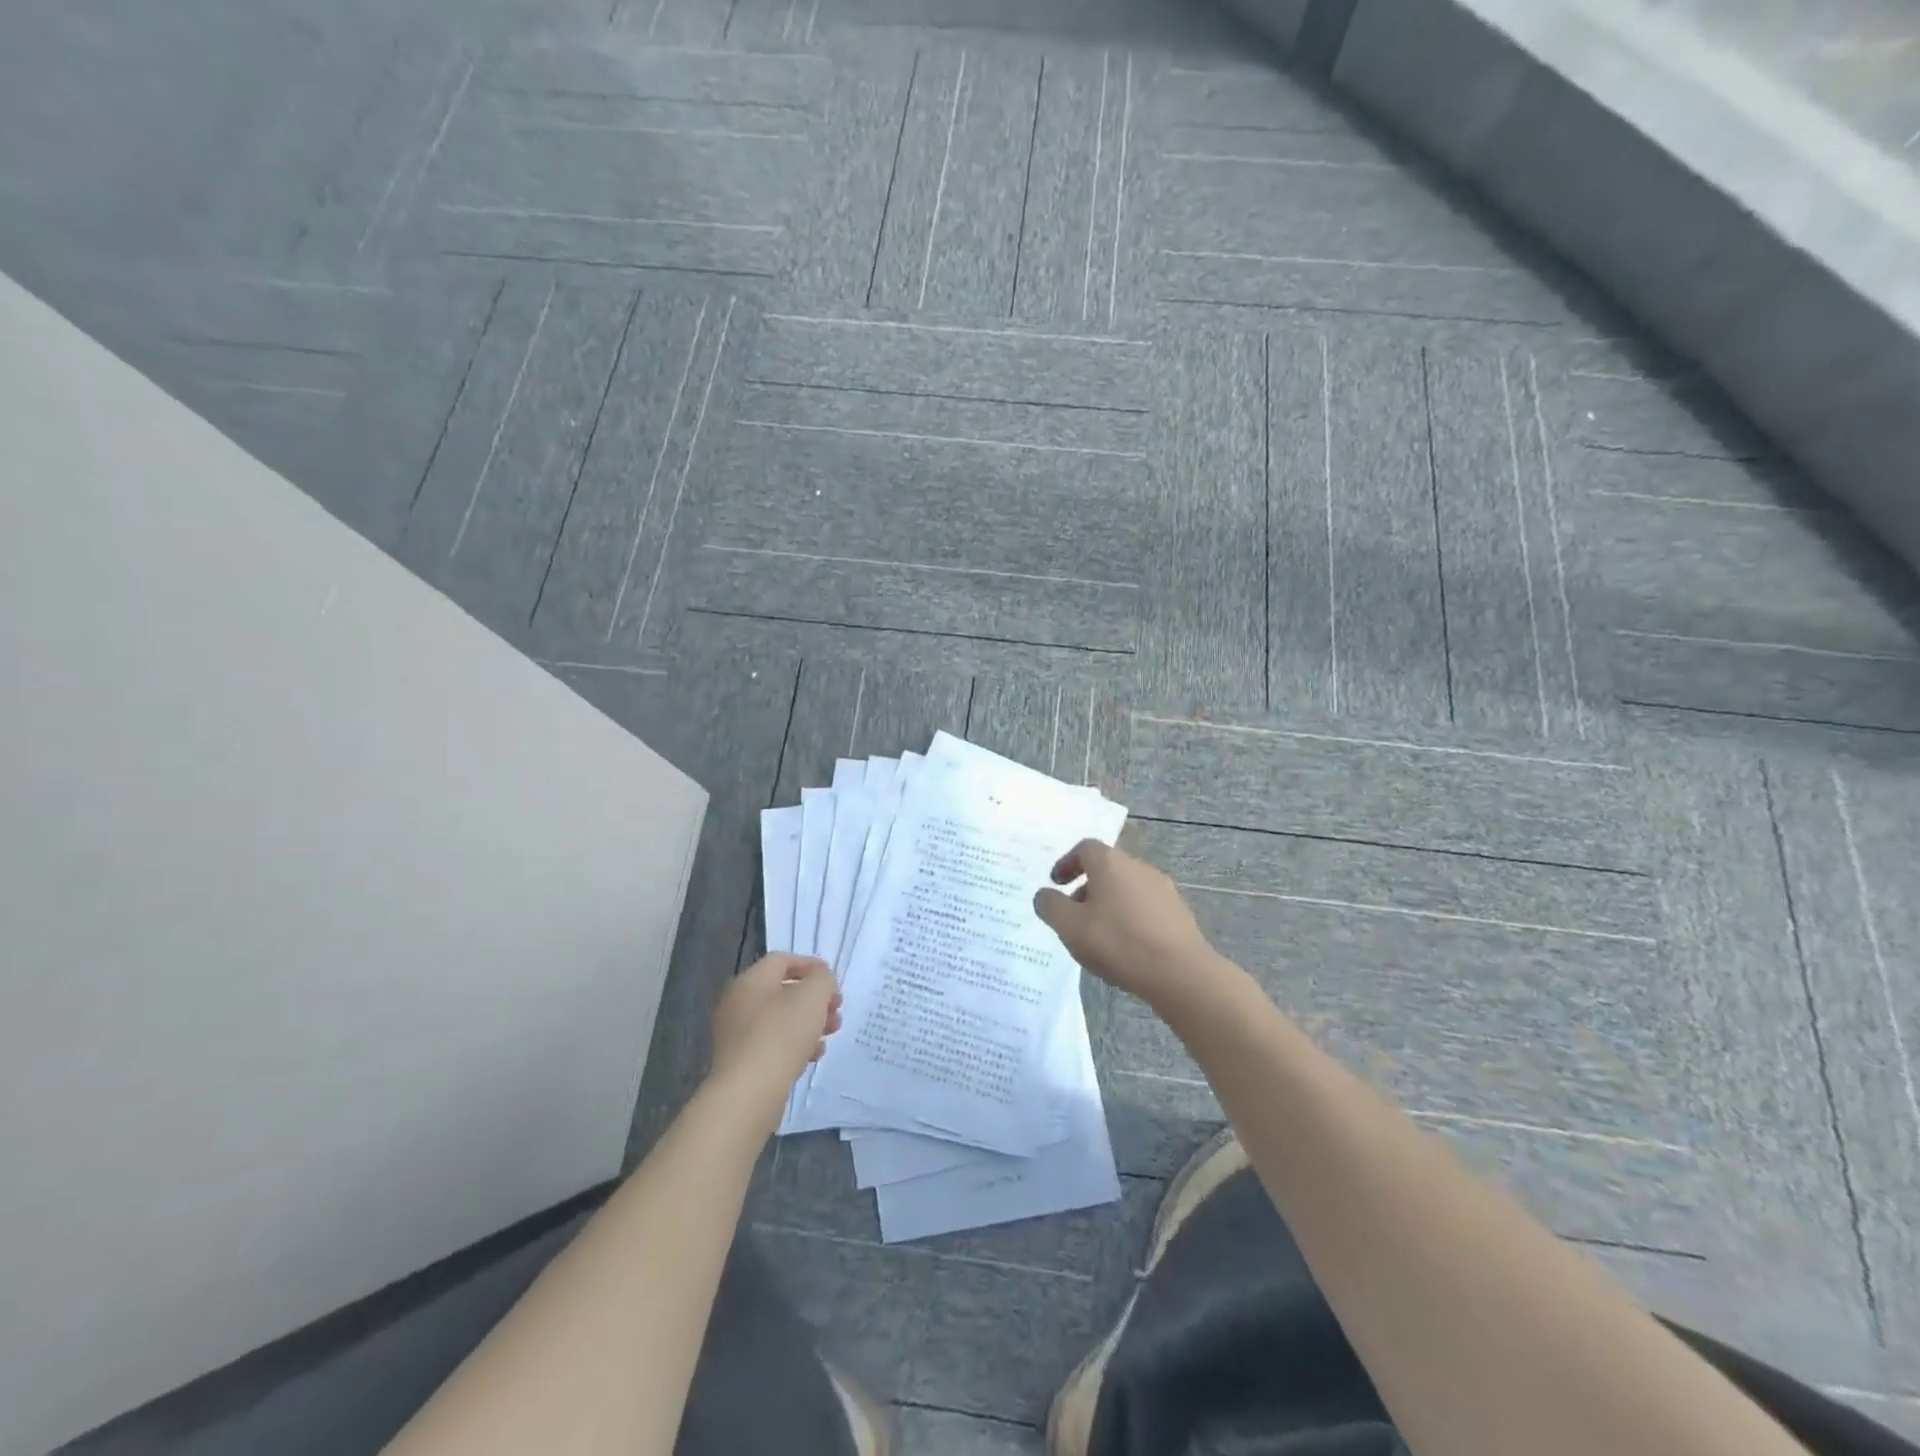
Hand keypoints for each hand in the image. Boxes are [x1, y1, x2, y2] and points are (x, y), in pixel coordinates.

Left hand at [707, 954, 841, 1128]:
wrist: (748, 1093)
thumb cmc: (781, 1034)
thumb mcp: (813, 996)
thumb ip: (822, 979)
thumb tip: (820, 980)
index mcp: (750, 980)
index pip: (783, 960)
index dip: (811, 965)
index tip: (834, 982)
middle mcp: (738, 1002)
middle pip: (783, 991)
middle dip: (815, 999)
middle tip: (836, 1011)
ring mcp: (737, 1034)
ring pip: (780, 1019)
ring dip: (809, 1022)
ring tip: (831, 1034)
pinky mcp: (741, 1061)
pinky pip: (773, 1044)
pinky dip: (795, 1044)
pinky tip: (814, 1056)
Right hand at [1033, 840, 1219, 1011]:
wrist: (1180, 972)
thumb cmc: (1118, 942)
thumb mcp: (1070, 927)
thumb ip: (1051, 906)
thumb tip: (1043, 895)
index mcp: (1111, 863)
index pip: (1085, 848)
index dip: (1066, 863)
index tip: (1056, 883)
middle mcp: (1138, 867)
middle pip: (1107, 868)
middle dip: (1086, 887)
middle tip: (1073, 914)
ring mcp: (1162, 889)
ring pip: (1126, 888)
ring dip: (1108, 904)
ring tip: (1097, 935)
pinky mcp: (1178, 913)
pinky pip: (1144, 907)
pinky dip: (1128, 917)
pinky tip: (1125, 946)